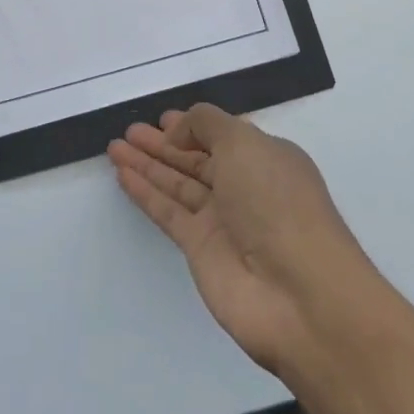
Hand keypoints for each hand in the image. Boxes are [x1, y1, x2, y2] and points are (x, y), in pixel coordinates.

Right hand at [109, 105, 379, 375]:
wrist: (299, 295)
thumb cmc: (277, 202)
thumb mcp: (244, 142)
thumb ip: (206, 125)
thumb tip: (179, 132)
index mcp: (265, 158)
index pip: (223, 136)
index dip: (193, 126)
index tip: (163, 118)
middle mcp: (245, 187)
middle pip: (195, 159)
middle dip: (163, 144)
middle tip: (129, 132)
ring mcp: (222, 220)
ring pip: (177, 184)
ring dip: (147, 164)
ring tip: (114, 146)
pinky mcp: (201, 250)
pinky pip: (167, 212)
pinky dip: (145, 192)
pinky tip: (122, 175)